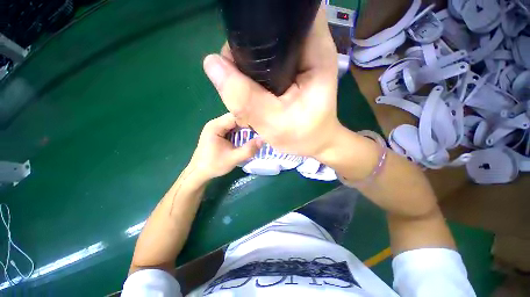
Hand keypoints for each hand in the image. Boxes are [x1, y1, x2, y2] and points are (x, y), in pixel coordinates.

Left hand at [188, 113, 262, 181]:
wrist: (199, 173)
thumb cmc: (214, 165)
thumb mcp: (233, 158)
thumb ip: (248, 150)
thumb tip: (263, 139)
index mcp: (216, 126)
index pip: (236, 116)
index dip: (249, 120)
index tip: (261, 126)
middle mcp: (215, 123)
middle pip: (235, 118)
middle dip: (248, 124)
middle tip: (260, 130)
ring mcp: (216, 127)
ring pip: (234, 123)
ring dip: (245, 128)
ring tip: (256, 132)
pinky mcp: (218, 133)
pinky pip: (232, 128)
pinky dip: (240, 132)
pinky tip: (247, 136)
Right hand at [203, 7, 342, 157]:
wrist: (314, 143)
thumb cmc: (303, 136)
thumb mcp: (274, 123)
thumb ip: (246, 98)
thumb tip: (212, 65)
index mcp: (314, 51)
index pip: (283, 15)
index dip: (255, 26)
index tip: (238, 55)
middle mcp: (306, 47)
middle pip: (266, 33)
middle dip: (245, 55)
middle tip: (241, 86)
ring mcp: (296, 59)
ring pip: (260, 49)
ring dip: (245, 70)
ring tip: (246, 94)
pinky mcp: (287, 71)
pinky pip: (261, 65)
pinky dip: (251, 77)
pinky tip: (251, 94)